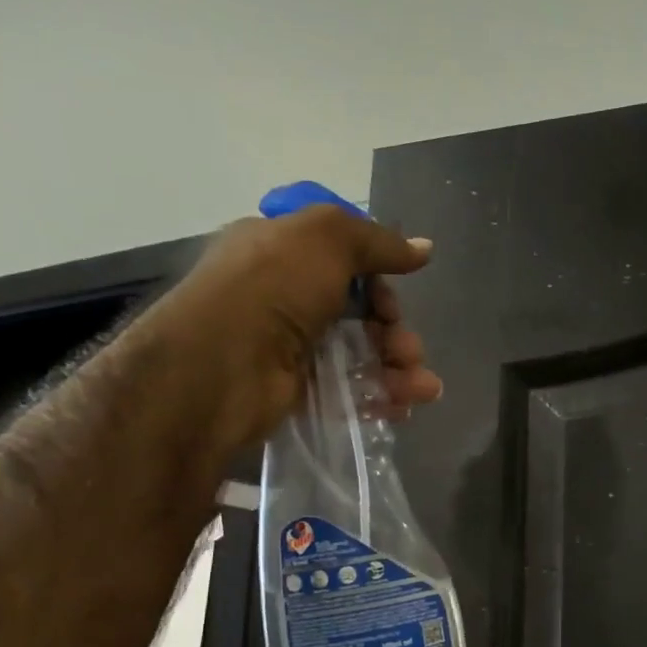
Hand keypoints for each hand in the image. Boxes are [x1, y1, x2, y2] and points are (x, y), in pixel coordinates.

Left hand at [180, 204, 445, 437]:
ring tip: (421, 388)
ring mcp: (292, 347)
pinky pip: (349, 390)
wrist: (221, 366)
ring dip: (398, 368)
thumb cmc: (271, 287)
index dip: (379, 281)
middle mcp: (286, 297)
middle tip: (409, 350)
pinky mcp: (298, 391)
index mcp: (283, 252)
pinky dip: (380, 397)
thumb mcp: (327, 239)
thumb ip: (379, 242)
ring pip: (360, 355)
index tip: (393, 301)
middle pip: (360, 313)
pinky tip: (404, 407)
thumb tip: (425, 249)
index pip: (346, 262)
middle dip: (395, 332)